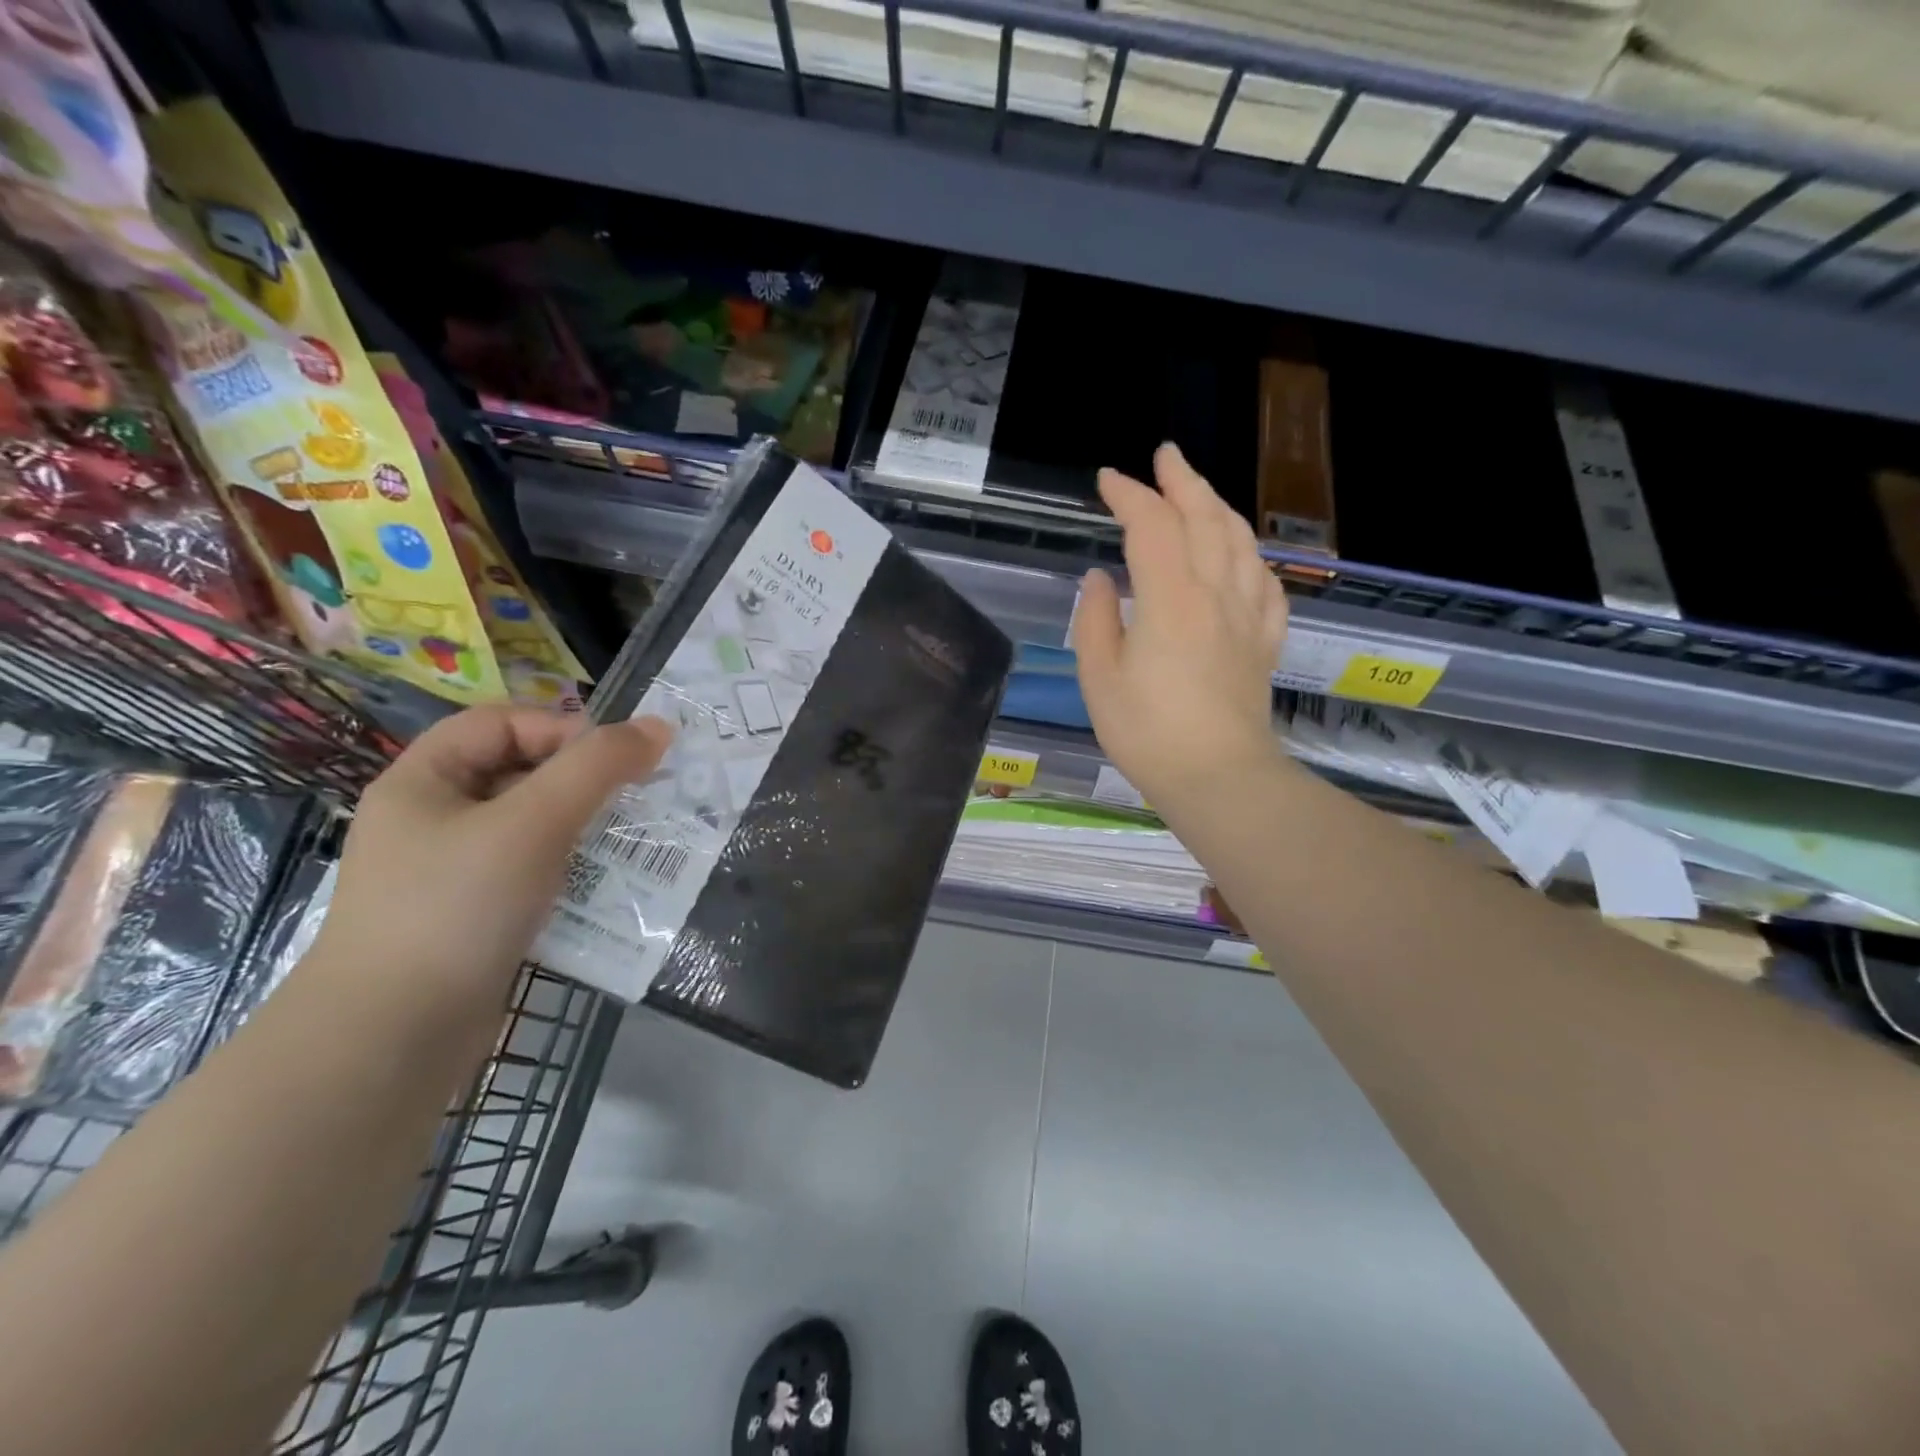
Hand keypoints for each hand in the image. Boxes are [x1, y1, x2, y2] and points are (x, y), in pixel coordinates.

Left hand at [308, 707, 673, 1029]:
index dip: (562, 729)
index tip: (617, 762)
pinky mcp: (473, 915)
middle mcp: (432, 818)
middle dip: (583, 782)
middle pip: (520, 772)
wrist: (393, 1038)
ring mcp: (451, 871)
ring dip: (584, 828)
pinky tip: (603, 887)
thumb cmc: (458, 907)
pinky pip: (531, 871)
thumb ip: (598, 767)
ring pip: (532, 826)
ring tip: (630, 844)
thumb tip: (659, 727)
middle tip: (636, 800)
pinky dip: (570, 870)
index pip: (503, 723)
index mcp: (424, 781)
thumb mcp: (534, 822)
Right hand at [1073, 443, 1287, 811]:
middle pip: (1205, 518)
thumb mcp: (1100, 679)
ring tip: (1200, 491)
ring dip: (1219, 506)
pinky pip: (1265, 584)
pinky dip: (1250, 558)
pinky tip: (1242, 558)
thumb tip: (1100, 579)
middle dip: (1182, 480)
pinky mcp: (1264, 642)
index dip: (1129, 495)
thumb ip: (1096, 621)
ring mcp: (1247, 616)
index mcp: (1170, 599)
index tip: (1106, 480)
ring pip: (1240, 542)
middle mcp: (1215, 593)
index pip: (1152, 526)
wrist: (1218, 777)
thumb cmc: (1148, 732)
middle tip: (1165, 455)